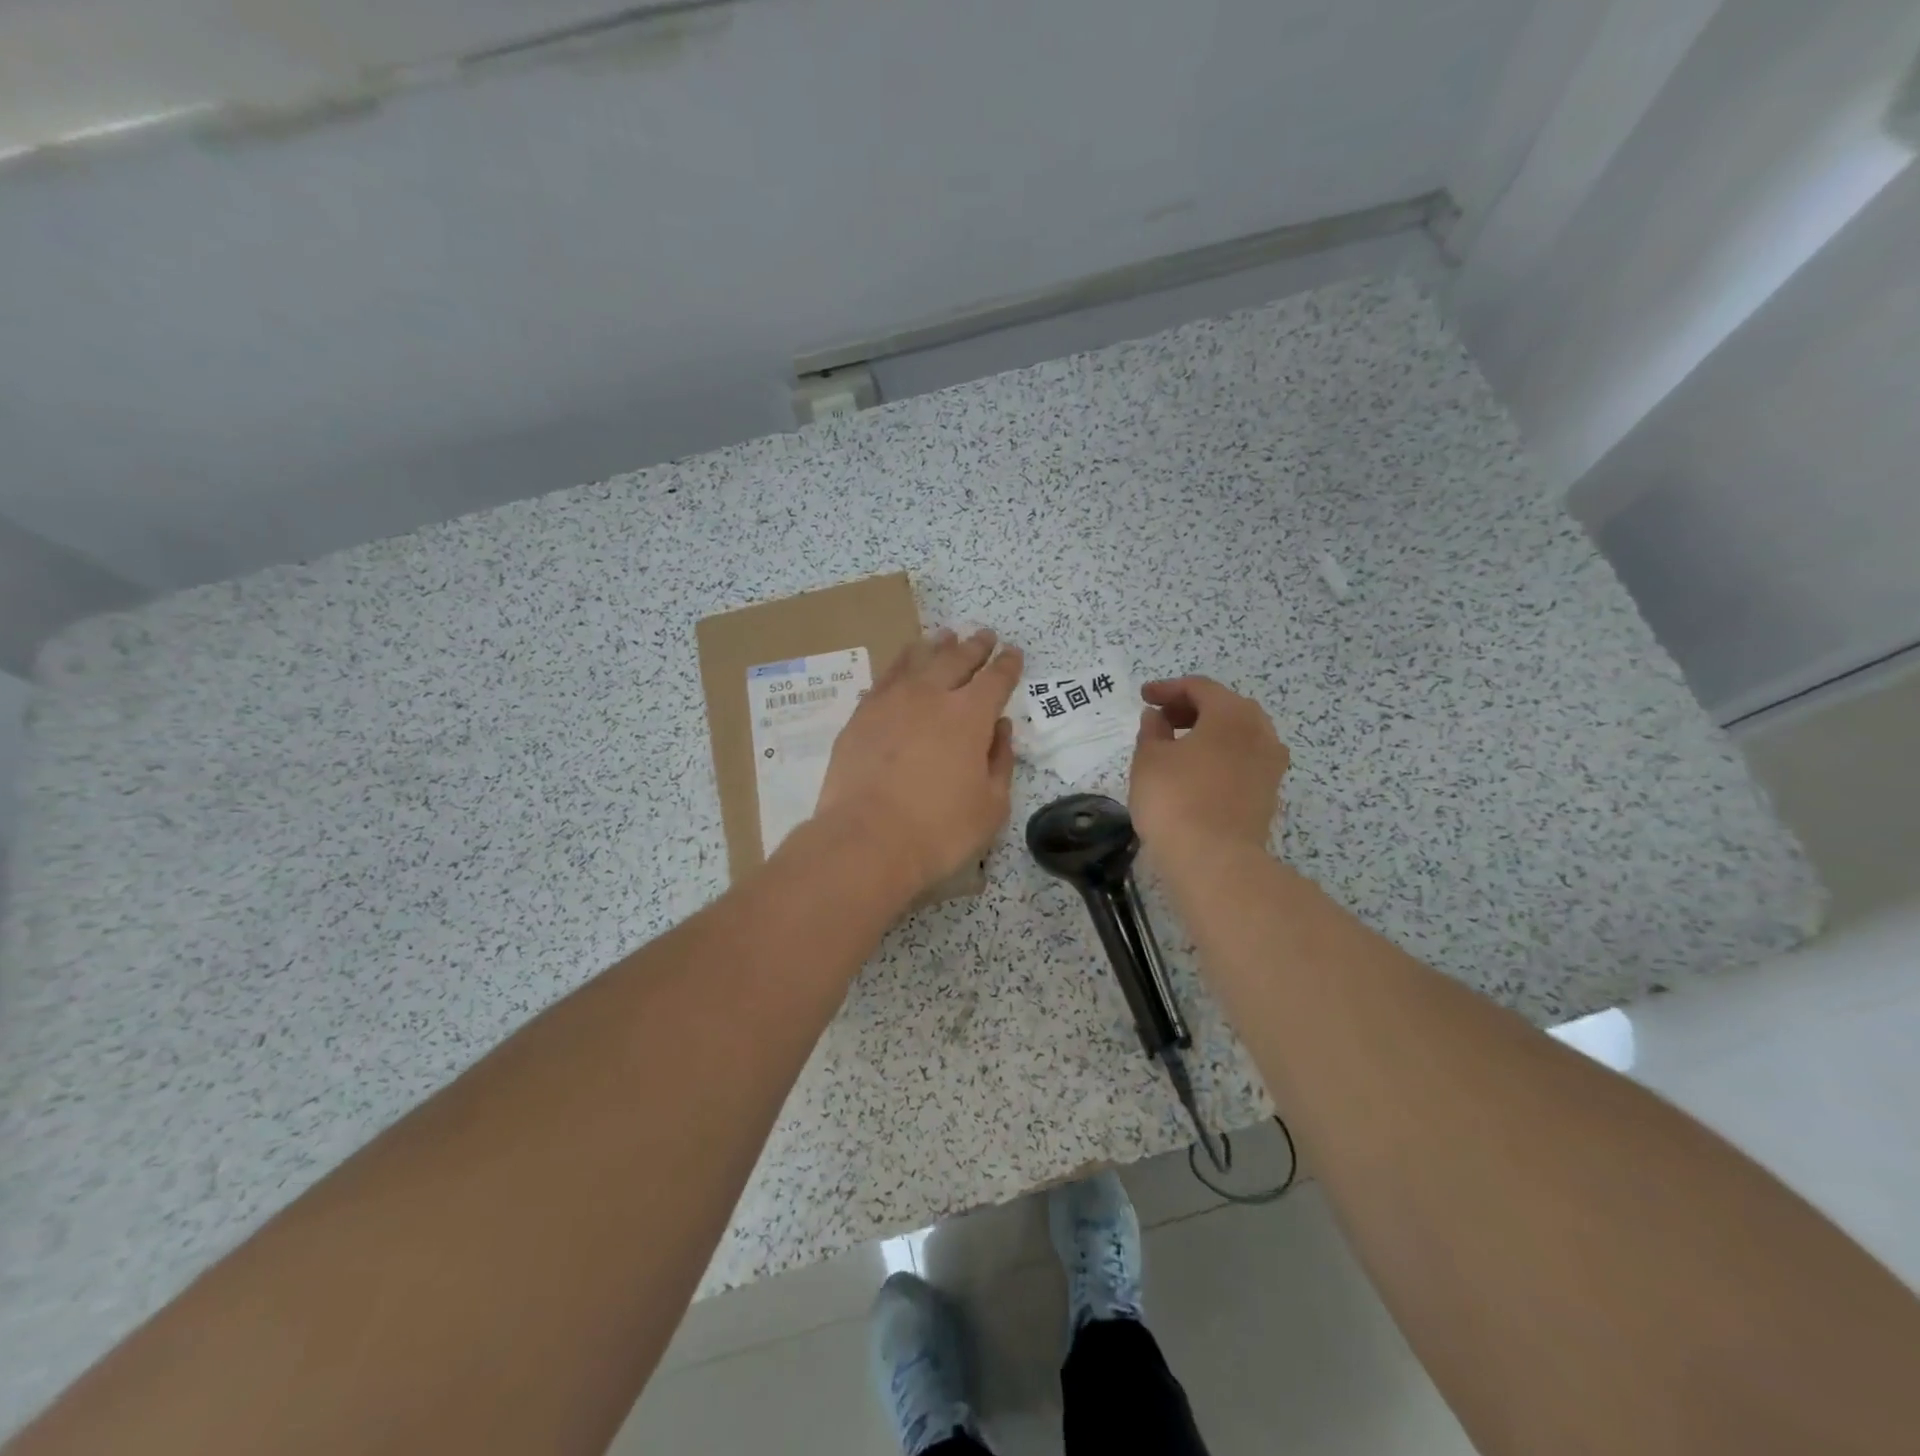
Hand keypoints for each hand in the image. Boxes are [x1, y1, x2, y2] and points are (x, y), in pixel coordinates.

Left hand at [813, 628, 1022, 898]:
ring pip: (916, 660)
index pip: (995, 679)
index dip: (1007, 665)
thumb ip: (1000, 761)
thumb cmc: (939, 831)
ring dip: (934, 646)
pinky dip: (897, 669)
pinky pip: (883, 680)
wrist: (866, 841)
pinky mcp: (859, 717)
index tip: (1013, 653)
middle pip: (956, 659)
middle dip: (974, 646)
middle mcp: (930, 696)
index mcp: (969, 715)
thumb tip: (1001, 729)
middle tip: (983, 635)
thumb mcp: (991, 806)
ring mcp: (890, 702)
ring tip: (942, 636)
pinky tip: (899, 669)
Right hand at [1129, 676, 1287, 858]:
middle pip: (1224, 707)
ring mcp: (1270, 763)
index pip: (1199, 688)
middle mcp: (1260, 731)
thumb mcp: (1149, 759)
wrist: (1215, 860)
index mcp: (1231, 713)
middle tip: (1161, 719)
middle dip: (1190, 708)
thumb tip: (1157, 717)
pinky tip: (1197, 770)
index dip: (1168, 689)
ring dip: (1208, 732)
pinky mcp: (1269, 791)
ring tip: (1177, 746)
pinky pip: (1244, 758)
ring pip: (1237, 733)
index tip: (1144, 697)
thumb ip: (1152, 730)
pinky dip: (1220, 754)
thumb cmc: (1175, 799)